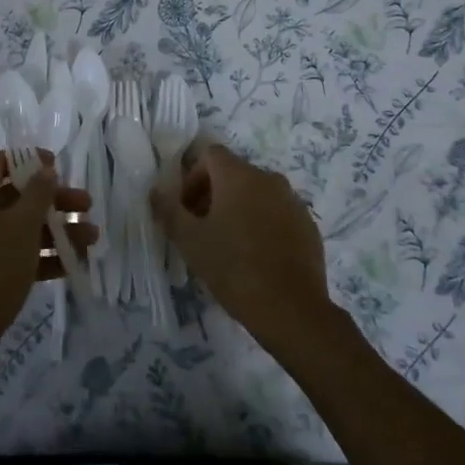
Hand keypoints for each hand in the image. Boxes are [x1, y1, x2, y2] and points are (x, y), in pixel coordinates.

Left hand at [0, 151, 92, 376]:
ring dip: (55, 230)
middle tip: (87, 206)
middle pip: (15, 195)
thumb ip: (38, 194)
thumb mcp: (21, 227)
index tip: (58, 166)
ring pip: (19, 228)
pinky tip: (73, 265)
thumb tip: (44, 169)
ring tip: (91, 240)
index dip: (28, 160)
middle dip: (53, 200)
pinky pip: (15, 254)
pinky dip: (42, 256)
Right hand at [152, 144, 333, 351]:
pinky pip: (277, 213)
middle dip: (213, 194)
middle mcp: (268, 179)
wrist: (291, 309)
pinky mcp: (308, 225)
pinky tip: (256, 255)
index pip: (210, 155)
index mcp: (239, 176)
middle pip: (234, 173)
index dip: (192, 177)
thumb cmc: (234, 268)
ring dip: (238, 208)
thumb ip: (169, 210)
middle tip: (202, 228)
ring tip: (229, 244)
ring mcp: (292, 201)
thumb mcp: (190, 241)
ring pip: (257, 193)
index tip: (186, 209)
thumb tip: (156, 191)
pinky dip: (262, 223)